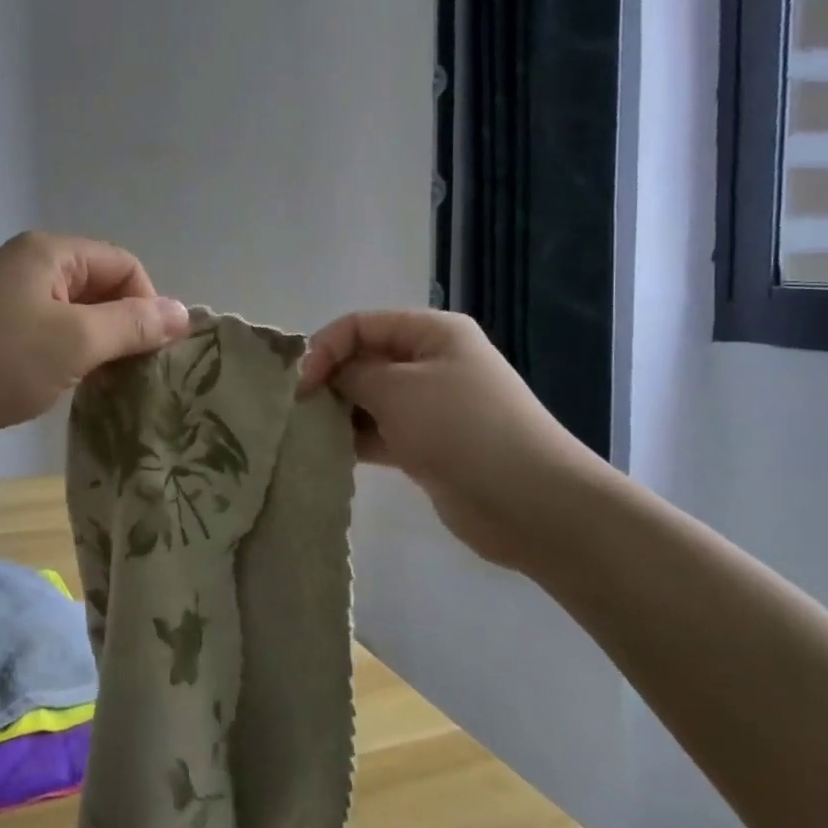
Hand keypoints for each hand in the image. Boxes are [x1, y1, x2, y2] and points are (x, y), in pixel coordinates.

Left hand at [0, 232, 189, 468]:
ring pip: (74, 317)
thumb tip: (184, 312)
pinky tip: (68, 390)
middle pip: (100, 289)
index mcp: (50, 253)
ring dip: (97, 348)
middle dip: (123, 328)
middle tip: (134, 376)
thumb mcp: (74, 341)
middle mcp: (29, 267)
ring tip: (105, 387)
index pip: (124, 265)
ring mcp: (7, 301)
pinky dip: (67, 360)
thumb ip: (132, 325)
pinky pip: (48, 338)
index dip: (147, 304)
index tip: (152, 355)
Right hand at [297, 310, 611, 570]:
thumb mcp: (398, 389)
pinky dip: (354, 440)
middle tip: (298, 410)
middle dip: (329, 381)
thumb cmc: (461, 428)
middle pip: (364, 360)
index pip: (361, 325)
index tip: (301, 385)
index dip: (325, 348)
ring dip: (339, 413)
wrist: (530, 502)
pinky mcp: (426, 446)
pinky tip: (328, 453)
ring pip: (369, 399)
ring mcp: (430, 407)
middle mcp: (430, 363)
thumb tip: (325, 376)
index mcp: (432, 333)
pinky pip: (379, 433)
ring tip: (307, 433)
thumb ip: (352, 374)